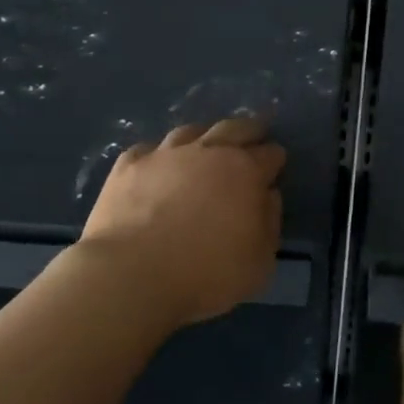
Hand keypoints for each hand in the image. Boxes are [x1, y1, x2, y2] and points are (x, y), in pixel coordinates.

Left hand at [78, 117, 284, 326]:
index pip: (270, 154)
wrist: (130, 276)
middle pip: (235, 127)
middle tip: (253, 137)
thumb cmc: (206, 274)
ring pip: (190, 131)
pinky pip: (148, 149)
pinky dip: (159, 155)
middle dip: (249, 131)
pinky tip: (158, 167)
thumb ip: (270, 222)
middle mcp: (209, 152)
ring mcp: (165, 155)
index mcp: (246, 171)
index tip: (275, 168)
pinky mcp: (128, 166)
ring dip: (204, 136)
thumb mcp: (260, 261)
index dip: (275, 160)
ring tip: (205, 147)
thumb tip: (267, 195)